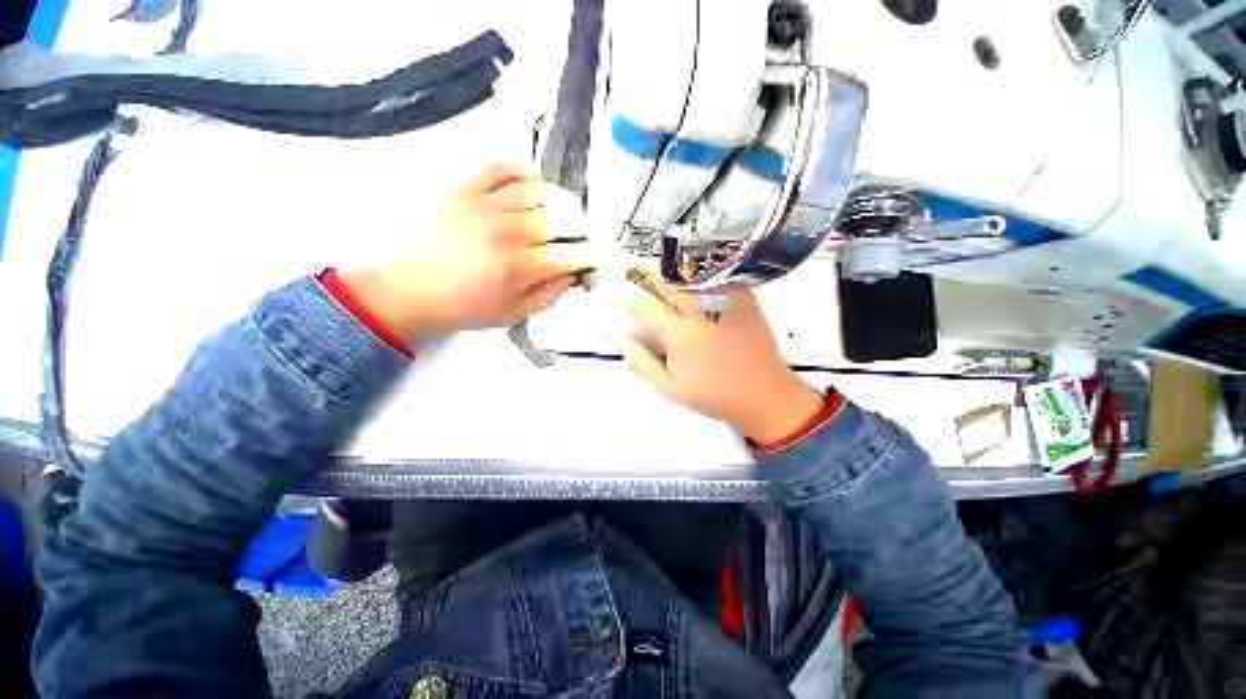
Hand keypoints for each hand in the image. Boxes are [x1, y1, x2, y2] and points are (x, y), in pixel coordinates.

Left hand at [342, 165, 591, 337]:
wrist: (413, 290)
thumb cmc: (467, 306)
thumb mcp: (515, 313)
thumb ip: (549, 294)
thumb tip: (571, 274)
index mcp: (519, 267)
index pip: (569, 254)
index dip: (588, 254)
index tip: (594, 256)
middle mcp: (507, 232)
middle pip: (558, 219)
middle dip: (579, 226)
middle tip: (581, 233)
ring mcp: (485, 207)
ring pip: (535, 191)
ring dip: (559, 198)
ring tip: (565, 208)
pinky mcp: (464, 191)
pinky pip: (499, 169)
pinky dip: (521, 170)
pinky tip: (535, 179)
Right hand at [615, 284, 824, 444]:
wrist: (764, 395)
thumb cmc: (713, 395)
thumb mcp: (670, 388)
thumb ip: (641, 362)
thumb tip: (620, 338)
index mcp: (680, 334)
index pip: (646, 305)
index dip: (626, 294)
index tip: (613, 285)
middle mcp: (701, 311)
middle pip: (669, 280)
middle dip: (647, 272)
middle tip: (633, 269)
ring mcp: (725, 302)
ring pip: (692, 274)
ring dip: (671, 270)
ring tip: (659, 271)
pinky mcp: (744, 299)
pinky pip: (717, 277)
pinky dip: (700, 274)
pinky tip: (693, 278)